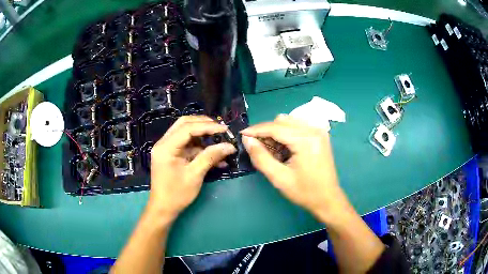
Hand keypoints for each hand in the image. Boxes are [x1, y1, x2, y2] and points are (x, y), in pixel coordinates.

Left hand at [147, 116, 236, 219]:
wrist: (164, 209)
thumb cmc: (177, 194)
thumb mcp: (195, 175)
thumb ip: (211, 157)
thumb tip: (230, 146)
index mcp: (166, 147)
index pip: (187, 128)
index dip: (208, 126)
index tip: (225, 129)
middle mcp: (164, 143)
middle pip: (184, 124)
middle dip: (204, 125)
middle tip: (221, 130)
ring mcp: (167, 148)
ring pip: (186, 133)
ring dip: (203, 136)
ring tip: (220, 141)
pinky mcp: (172, 154)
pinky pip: (187, 145)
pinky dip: (200, 148)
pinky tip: (215, 155)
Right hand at [241, 114, 346, 220]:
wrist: (328, 199)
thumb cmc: (304, 192)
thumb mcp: (279, 178)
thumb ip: (260, 157)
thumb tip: (247, 139)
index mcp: (306, 140)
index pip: (275, 128)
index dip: (256, 130)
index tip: (242, 134)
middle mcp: (314, 130)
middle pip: (282, 121)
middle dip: (267, 131)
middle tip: (258, 148)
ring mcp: (319, 131)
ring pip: (290, 121)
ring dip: (276, 132)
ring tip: (272, 150)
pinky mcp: (320, 135)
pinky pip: (298, 126)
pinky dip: (287, 133)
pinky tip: (284, 148)